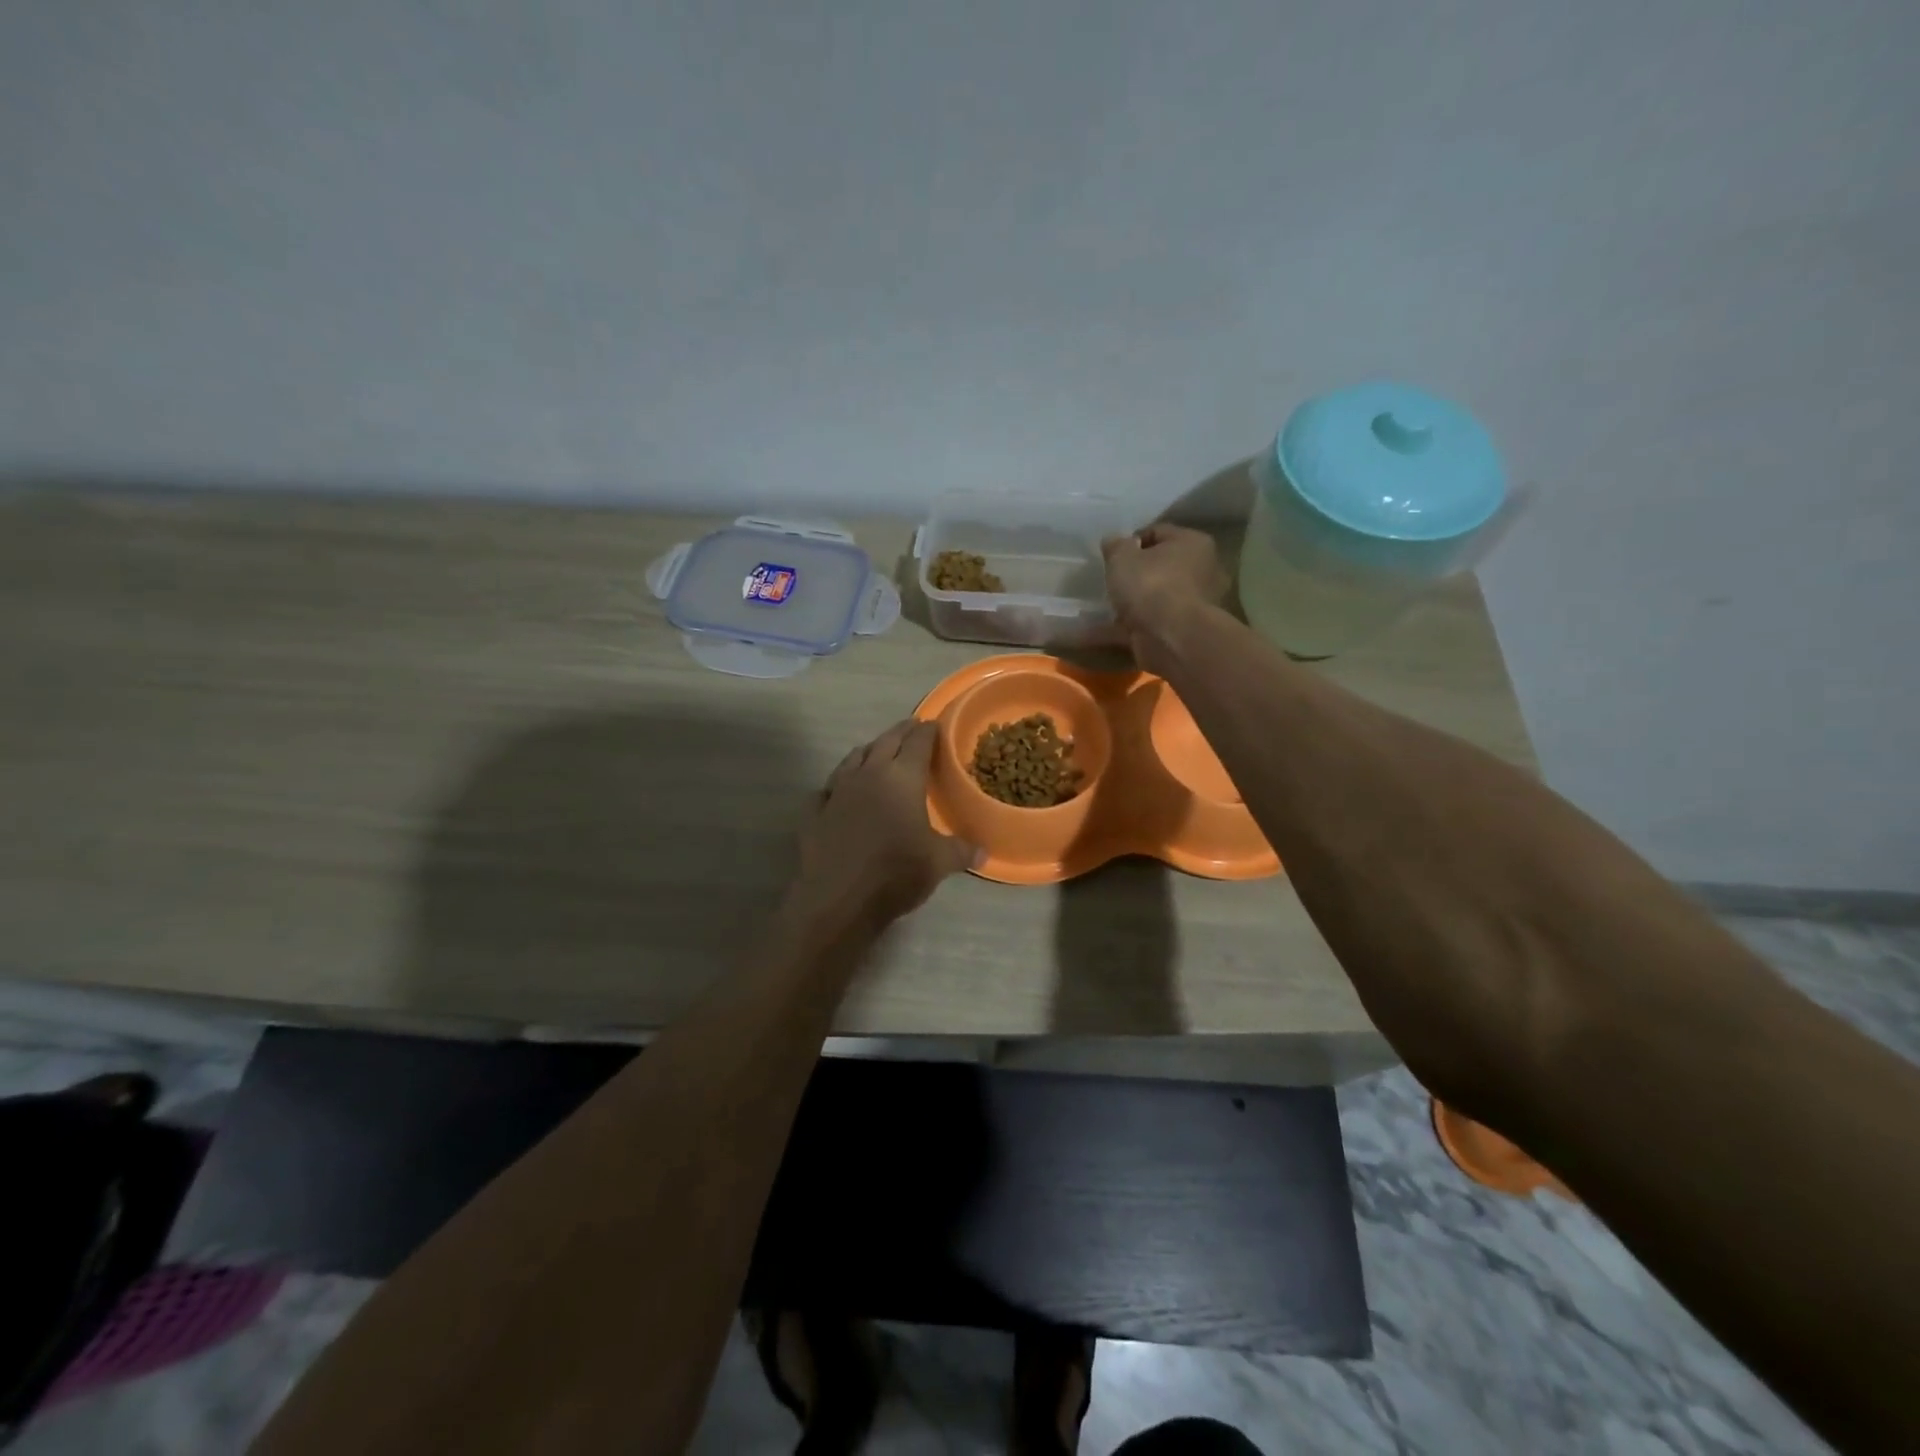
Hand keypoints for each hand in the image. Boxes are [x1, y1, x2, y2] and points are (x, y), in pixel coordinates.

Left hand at [789, 720, 978, 934]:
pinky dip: (839, 783)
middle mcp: (868, 774)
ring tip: (878, 751)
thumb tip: (985, 851)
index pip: (918, 742)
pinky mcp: (815, 811)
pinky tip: (841, 791)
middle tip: (912, 727)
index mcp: (902, 777)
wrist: (838, 898)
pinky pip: (829, 787)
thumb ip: (962, 850)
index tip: (935, 725)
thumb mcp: (939, 863)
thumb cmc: (896, 872)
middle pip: (886, 741)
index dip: (929, 731)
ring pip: (854, 757)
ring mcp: (837, 790)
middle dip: (901, 732)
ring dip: (869, 750)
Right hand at [1100, 524, 1228, 673]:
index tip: (1111, 554)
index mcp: (1192, 543)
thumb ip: (1116, 546)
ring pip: (1152, 599)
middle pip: (1159, 567)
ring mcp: (1190, 605)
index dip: (1132, 540)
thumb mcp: (1123, 556)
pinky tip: (1094, 633)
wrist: (1172, 638)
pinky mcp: (1177, 632)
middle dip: (1133, 574)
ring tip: (1100, 607)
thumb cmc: (1151, 585)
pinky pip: (1143, 626)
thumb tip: (1114, 541)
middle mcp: (1200, 571)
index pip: (1158, 532)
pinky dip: (1121, 629)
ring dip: (1129, 604)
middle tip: (1108, 579)